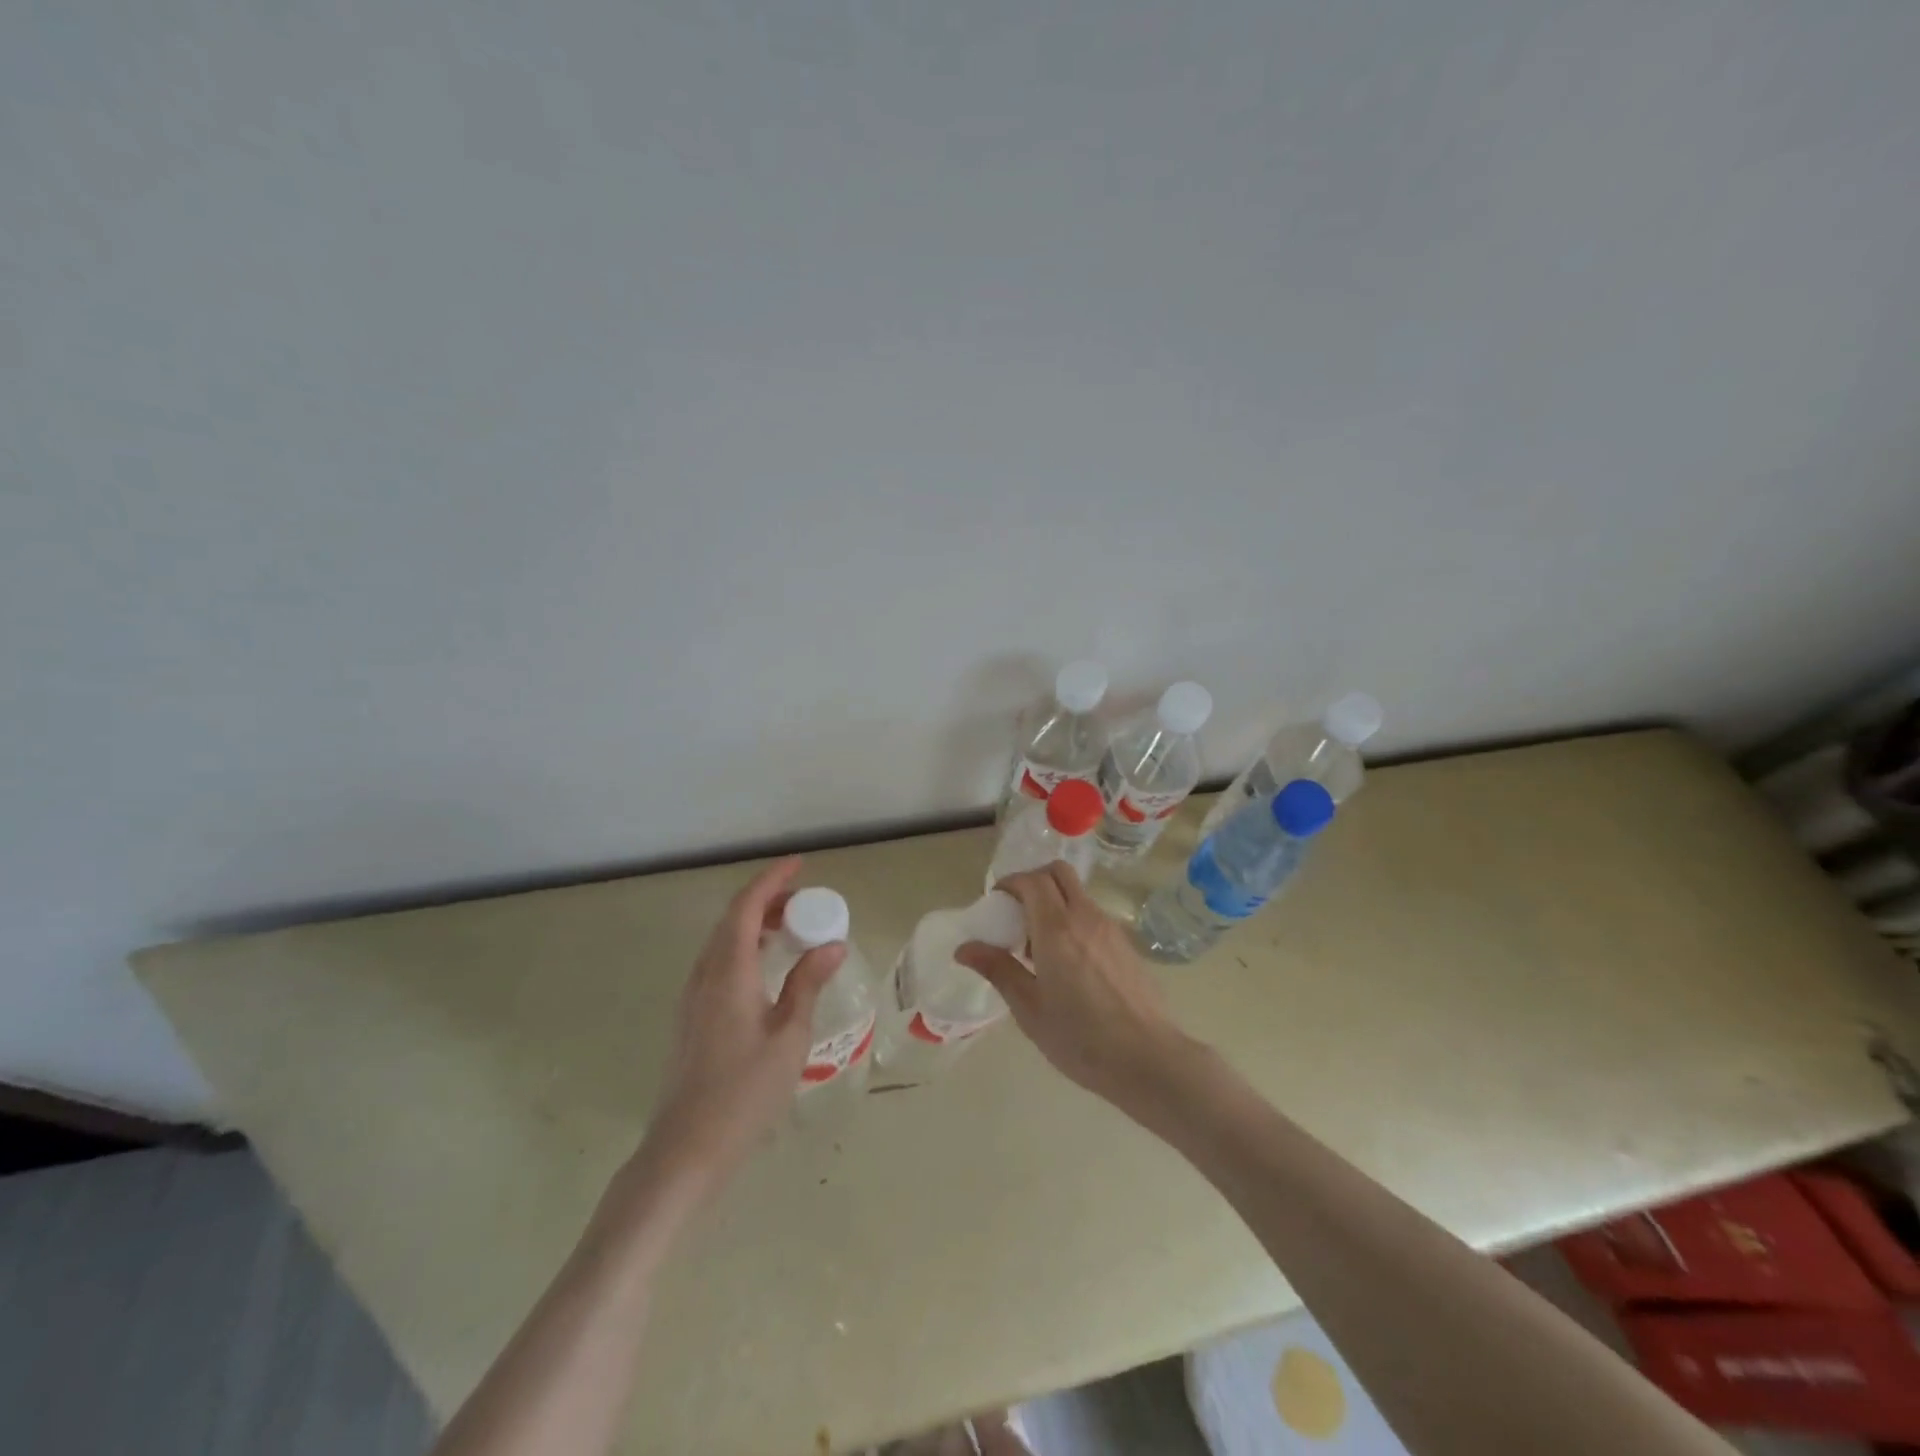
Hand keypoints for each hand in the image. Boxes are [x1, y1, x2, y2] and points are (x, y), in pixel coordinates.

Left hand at [635, 856, 844, 1199]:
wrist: (687, 1149)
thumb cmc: (745, 1091)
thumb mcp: (790, 1036)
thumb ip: (808, 983)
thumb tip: (832, 944)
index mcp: (729, 972)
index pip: (746, 908)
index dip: (772, 880)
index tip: (799, 864)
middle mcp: (705, 975)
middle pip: (732, 920)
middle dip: (766, 900)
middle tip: (804, 900)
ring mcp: (693, 997)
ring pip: (723, 941)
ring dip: (754, 924)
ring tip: (791, 929)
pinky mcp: (692, 1016)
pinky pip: (718, 962)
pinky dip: (744, 948)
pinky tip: (766, 968)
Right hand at [956, 863, 1190, 1109]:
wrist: (1148, 1059)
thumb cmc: (1080, 1038)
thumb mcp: (1029, 1008)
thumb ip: (998, 970)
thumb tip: (965, 947)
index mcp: (1057, 929)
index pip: (1032, 881)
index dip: (1010, 882)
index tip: (996, 902)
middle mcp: (1085, 917)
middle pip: (1059, 873)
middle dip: (1034, 880)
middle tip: (1017, 912)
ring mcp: (1110, 929)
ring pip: (1078, 894)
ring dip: (1055, 902)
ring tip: (1039, 945)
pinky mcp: (1126, 945)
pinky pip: (1093, 916)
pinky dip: (1074, 920)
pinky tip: (1069, 963)